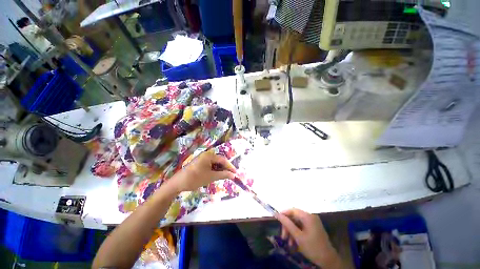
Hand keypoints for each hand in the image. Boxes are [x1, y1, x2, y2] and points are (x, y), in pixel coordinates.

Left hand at [170, 150, 236, 191]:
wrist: (178, 183)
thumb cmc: (195, 178)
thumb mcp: (211, 177)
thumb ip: (223, 175)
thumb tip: (233, 175)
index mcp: (209, 155)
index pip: (223, 160)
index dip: (230, 166)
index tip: (235, 173)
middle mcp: (206, 155)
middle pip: (219, 161)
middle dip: (225, 168)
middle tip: (231, 175)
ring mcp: (202, 159)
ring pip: (215, 164)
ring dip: (220, 170)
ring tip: (225, 176)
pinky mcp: (199, 164)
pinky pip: (210, 166)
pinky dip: (214, 170)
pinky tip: (216, 175)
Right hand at [276, 209, 341, 267]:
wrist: (328, 260)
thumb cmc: (312, 247)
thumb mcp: (298, 236)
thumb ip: (287, 224)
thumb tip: (277, 214)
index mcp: (308, 216)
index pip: (292, 210)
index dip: (284, 214)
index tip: (276, 220)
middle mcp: (310, 216)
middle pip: (294, 217)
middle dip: (287, 226)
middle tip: (283, 236)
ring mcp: (312, 222)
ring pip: (297, 223)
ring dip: (291, 231)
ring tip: (288, 242)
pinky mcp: (313, 228)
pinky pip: (302, 227)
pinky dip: (297, 233)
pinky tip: (294, 242)